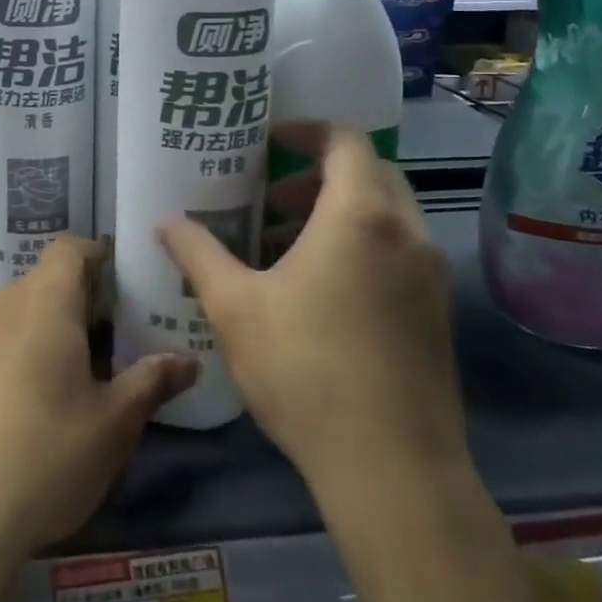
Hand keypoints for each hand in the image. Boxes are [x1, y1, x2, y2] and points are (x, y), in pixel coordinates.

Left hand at [0, 237, 197, 601]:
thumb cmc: (45, 455)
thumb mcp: (113, 424)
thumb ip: (151, 382)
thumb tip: (187, 361)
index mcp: (44, 299)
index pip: (71, 248)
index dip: (100, 256)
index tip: (129, 285)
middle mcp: (4, 303)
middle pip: (48, 279)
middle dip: (85, 299)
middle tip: (122, 337)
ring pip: (23, 310)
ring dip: (55, 327)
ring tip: (87, 370)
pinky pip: (1, 338)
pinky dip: (27, 349)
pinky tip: (43, 399)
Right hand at [160, 124, 468, 500]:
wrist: (394, 470)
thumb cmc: (306, 370)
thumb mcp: (234, 306)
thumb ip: (197, 253)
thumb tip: (164, 221)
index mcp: (360, 216)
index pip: (346, 140)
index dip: (306, 130)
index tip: (268, 141)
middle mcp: (406, 233)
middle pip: (369, 172)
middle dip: (317, 174)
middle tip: (270, 198)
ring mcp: (430, 274)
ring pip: (386, 214)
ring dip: (337, 213)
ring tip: (284, 246)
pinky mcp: (437, 312)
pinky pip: (398, 251)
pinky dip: (361, 245)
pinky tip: (318, 290)